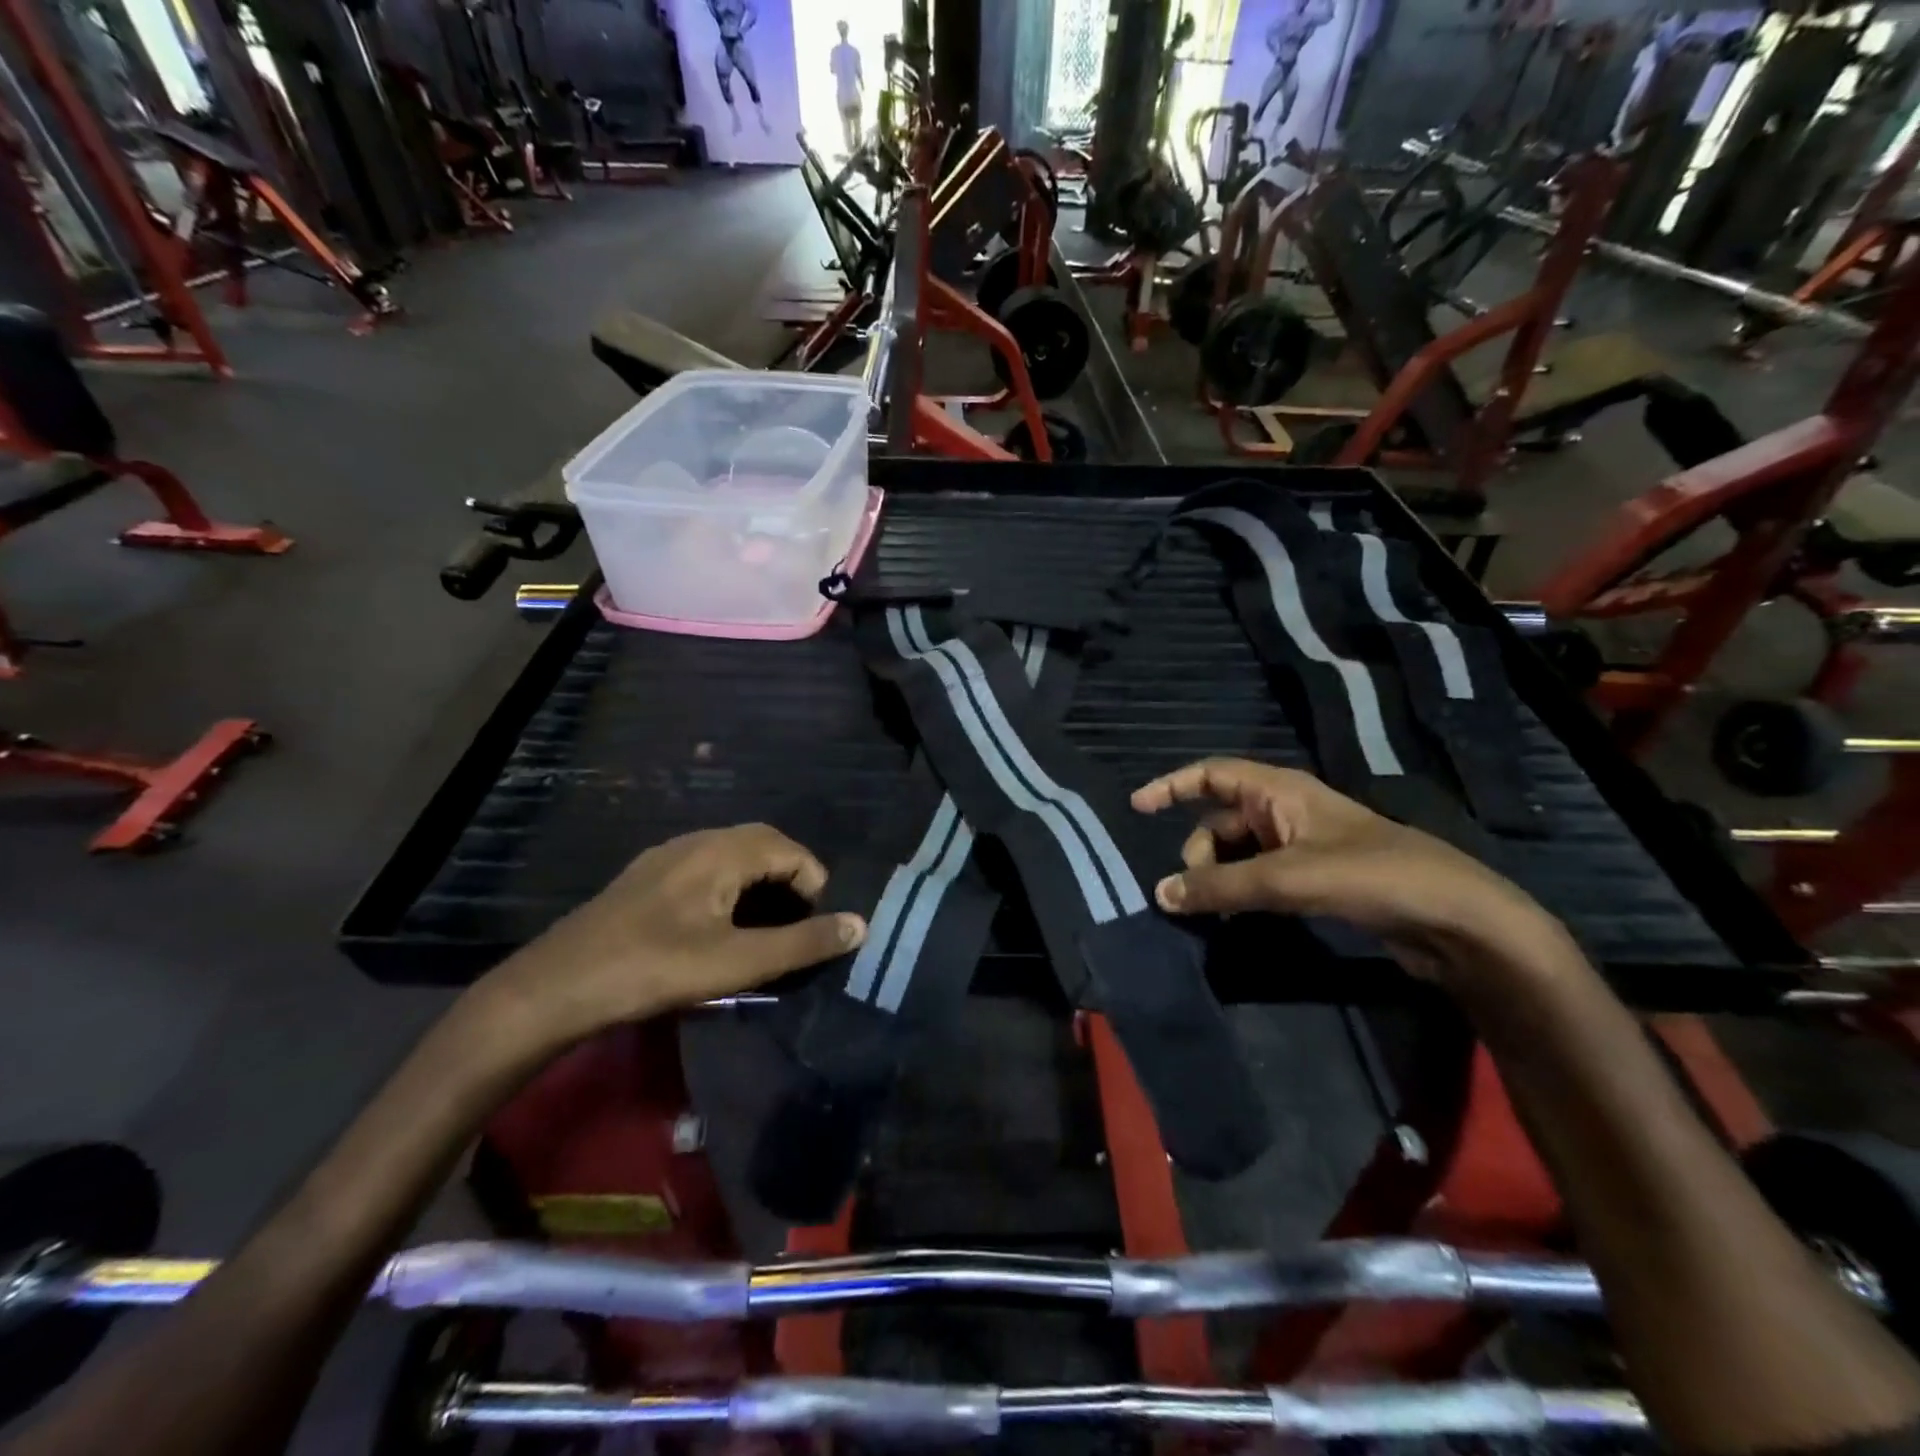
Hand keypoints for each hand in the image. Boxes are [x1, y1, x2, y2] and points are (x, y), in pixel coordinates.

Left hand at [481, 824, 865, 1045]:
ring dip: (760, 884)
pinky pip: (705, 870)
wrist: (556, 987)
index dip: (815, 884)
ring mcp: (666, 858)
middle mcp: (696, 841)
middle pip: (762, 844)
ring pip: (732, 856)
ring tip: (766, 929)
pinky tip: (719, 929)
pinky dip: (730, 889)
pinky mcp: (645, 879)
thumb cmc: (655, 970)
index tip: (815, 929)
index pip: (791, 849)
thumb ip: (803, 943)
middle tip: (799, 926)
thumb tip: (861, 924)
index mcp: (722, 851)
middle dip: (791, 879)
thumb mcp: (739, 962)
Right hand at [1131, 758, 1560, 980]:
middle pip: (1221, 821)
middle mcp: (1289, 812)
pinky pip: (1261, 878)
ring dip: (1220, 877)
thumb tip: (1159, 894)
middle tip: (1195, 891)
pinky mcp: (1318, 880)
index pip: (1213, 774)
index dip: (1172, 785)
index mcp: (1282, 791)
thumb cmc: (1371, 876)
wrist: (1456, 921)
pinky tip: (1238, 918)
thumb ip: (1220, 886)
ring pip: (1240, 853)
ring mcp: (1305, 847)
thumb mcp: (1287, 878)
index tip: (1137, 807)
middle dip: (1199, 852)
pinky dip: (1242, 893)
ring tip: (1214, 911)